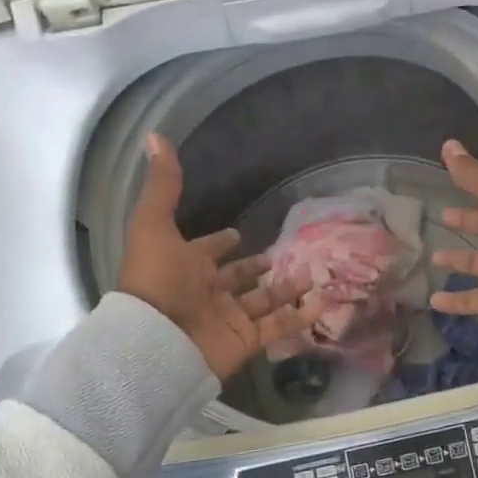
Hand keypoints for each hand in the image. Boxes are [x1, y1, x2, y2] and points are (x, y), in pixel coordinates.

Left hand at [118, 134, 321, 379]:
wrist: (157, 341)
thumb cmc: (157, 280)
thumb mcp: (155, 225)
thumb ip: (164, 186)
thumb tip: (155, 136)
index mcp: (186, 266)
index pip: (209, 251)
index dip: (221, 242)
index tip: (238, 233)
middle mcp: (208, 292)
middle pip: (239, 276)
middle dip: (258, 265)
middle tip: (285, 252)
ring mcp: (228, 318)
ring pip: (263, 300)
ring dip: (286, 287)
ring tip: (311, 272)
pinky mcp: (246, 341)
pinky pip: (278, 327)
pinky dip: (300, 317)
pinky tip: (322, 301)